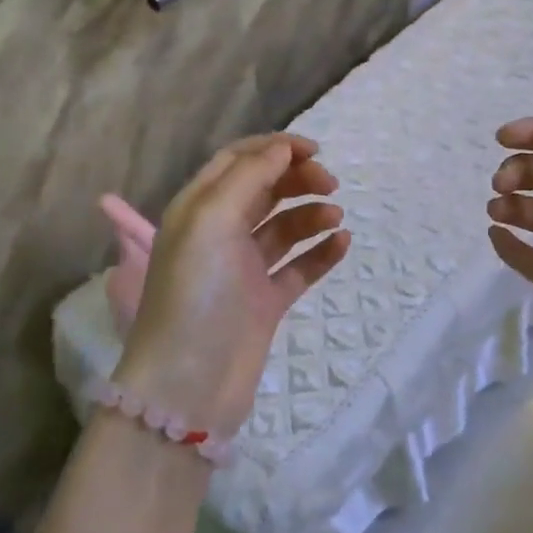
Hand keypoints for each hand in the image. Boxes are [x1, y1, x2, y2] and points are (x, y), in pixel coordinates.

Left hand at [117, 134, 350, 437]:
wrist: (190, 384)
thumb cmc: (196, 292)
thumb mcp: (212, 220)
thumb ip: (247, 177)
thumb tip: (281, 149)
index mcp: (198, 208)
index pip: (237, 160)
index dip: (275, 149)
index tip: (314, 151)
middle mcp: (219, 233)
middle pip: (264, 189)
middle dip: (297, 179)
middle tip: (330, 184)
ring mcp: (243, 269)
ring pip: (283, 227)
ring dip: (310, 214)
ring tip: (335, 216)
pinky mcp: (264, 302)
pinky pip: (298, 267)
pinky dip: (320, 252)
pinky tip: (342, 243)